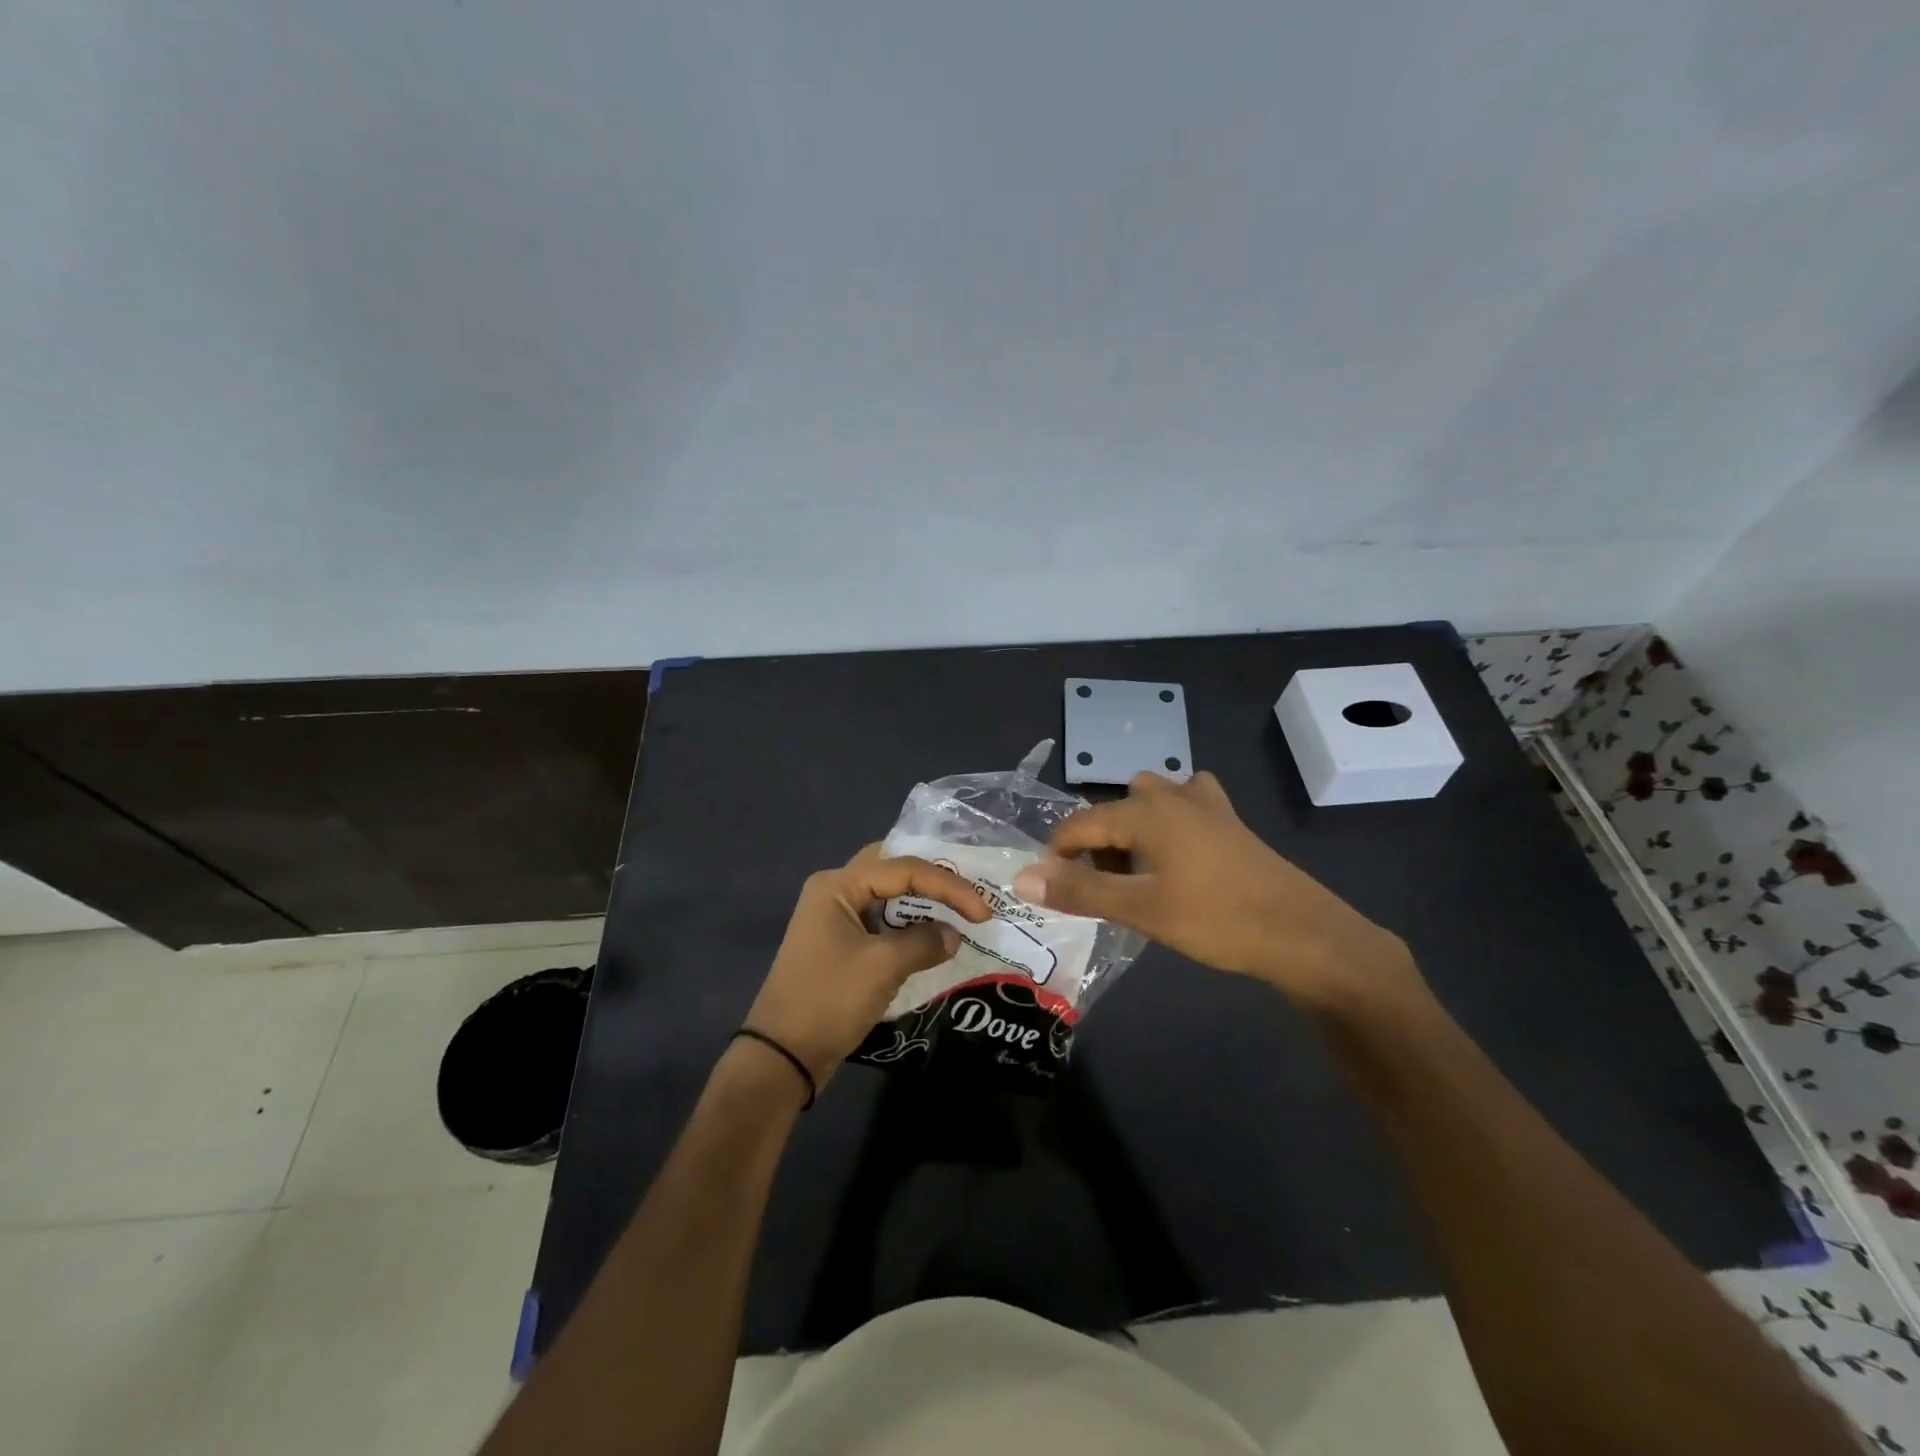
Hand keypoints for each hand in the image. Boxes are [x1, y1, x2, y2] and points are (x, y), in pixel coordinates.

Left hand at [744, 844, 991, 1088]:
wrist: (782, 1056)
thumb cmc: (829, 1000)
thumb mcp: (883, 967)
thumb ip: (924, 942)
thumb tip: (953, 935)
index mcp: (838, 885)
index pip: (904, 869)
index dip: (948, 886)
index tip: (983, 911)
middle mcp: (835, 891)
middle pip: (894, 870)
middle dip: (934, 880)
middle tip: (969, 894)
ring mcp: (836, 918)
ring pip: (889, 896)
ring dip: (923, 904)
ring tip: (961, 913)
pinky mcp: (841, 944)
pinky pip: (882, 922)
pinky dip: (910, 926)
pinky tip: (935, 937)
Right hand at [1010, 771, 1425, 1016]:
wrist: (1301, 932)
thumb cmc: (1215, 919)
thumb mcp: (1140, 909)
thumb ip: (1079, 891)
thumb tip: (1022, 879)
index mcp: (1144, 810)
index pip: (1080, 824)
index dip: (1057, 855)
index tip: (1050, 889)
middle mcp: (1169, 794)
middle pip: (1112, 811)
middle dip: (1096, 845)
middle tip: (1100, 889)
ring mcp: (1203, 802)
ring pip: (1147, 802)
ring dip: (1131, 831)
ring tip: (1135, 874)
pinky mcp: (1228, 818)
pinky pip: (1183, 806)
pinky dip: (1168, 823)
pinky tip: (1177, 853)